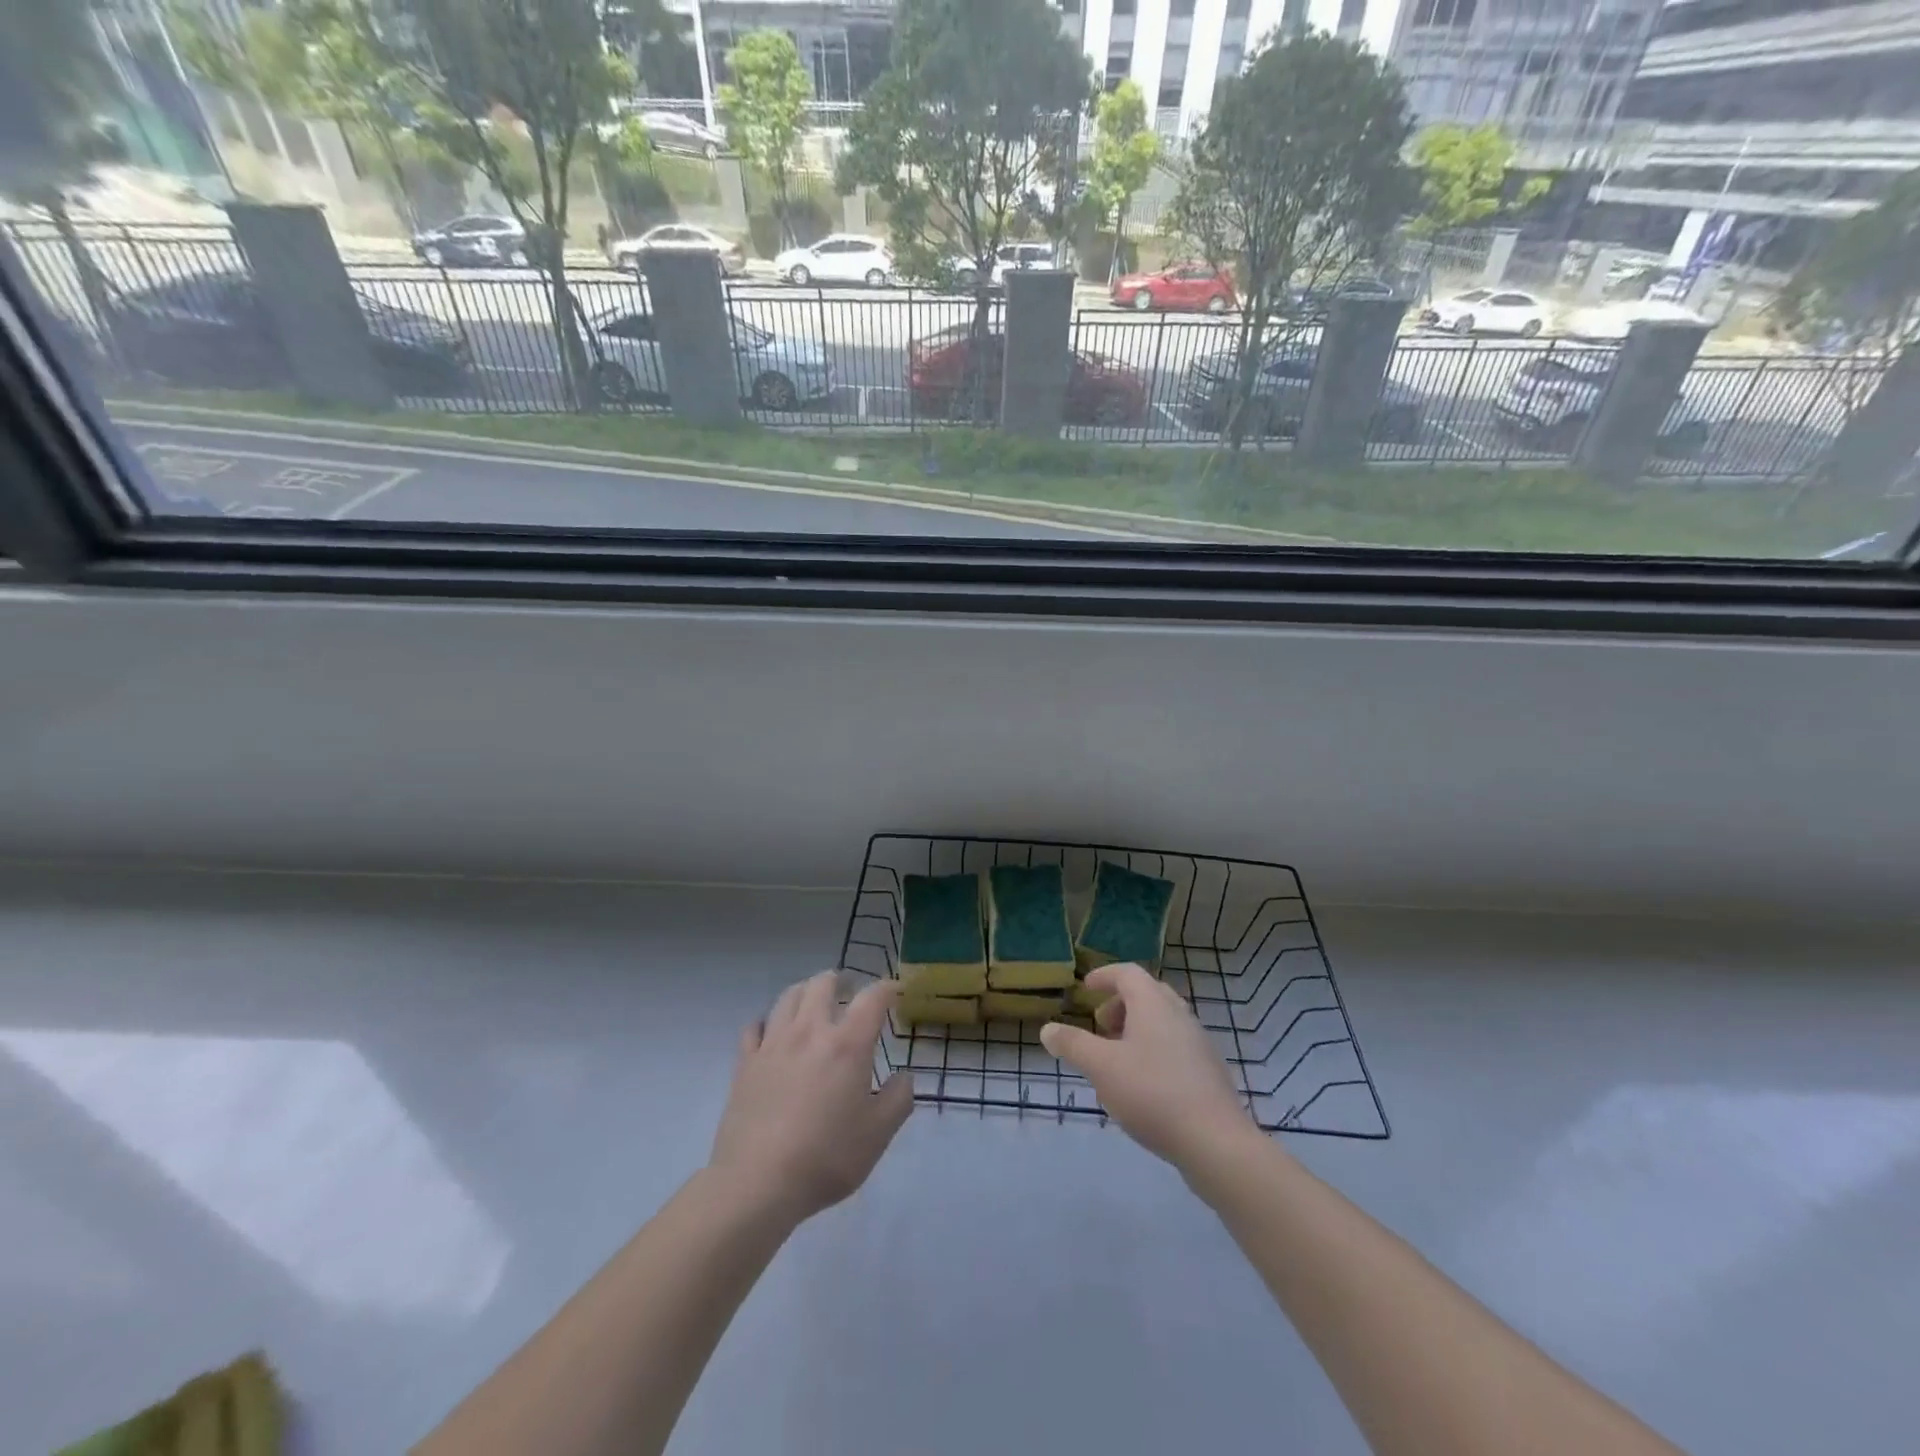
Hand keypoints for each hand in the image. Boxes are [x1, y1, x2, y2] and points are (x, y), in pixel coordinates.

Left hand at [708, 971, 913, 1224]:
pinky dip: (768, 1022)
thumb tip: (904, 1077)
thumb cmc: (826, 1157)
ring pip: (788, 996)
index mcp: (847, 1044)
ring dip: (805, 992)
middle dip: (841, 980)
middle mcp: (810, 1031)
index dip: (887, 988)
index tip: (895, 992)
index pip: (872, 998)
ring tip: (813, 1003)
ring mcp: (773, 1044)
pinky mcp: (745, 1062)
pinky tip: (772, 1033)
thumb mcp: (878, 1135)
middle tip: (850, 990)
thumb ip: (898, 1100)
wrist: (757, 1183)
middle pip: (823, 984)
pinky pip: (755, 1026)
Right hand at [1039, 963, 1256, 1171]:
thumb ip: (1073, 1045)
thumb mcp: (1101, 1068)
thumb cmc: (1152, 1093)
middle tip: (1100, 1026)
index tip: (1086, 988)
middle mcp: (1179, 1014)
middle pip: (1148, 994)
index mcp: (1153, 1004)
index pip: (1127, 973)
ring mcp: (1198, 1043)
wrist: (1215, 1142)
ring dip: (1137, 1029)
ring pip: (1163, 1021)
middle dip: (1120, 1004)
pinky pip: (1175, 1046)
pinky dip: (1154, 1050)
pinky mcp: (1209, 1072)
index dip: (1104, 976)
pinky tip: (1143, 1085)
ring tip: (1117, 1059)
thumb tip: (1048, 1029)